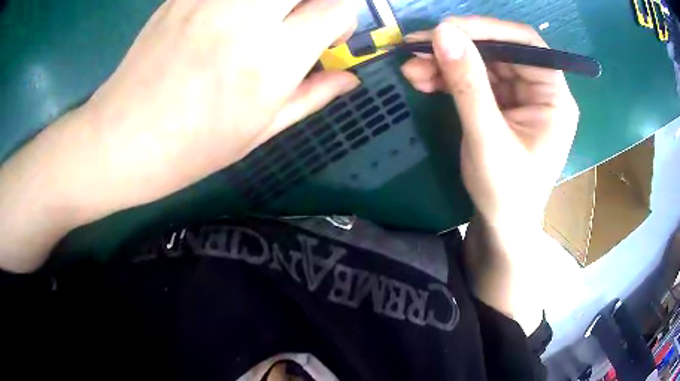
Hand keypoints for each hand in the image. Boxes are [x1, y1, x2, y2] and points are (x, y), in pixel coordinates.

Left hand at [68, 0, 358, 220]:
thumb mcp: (258, 133)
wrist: (119, 140)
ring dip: (279, 1)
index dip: (343, 19)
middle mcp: (245, 17)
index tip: (330, 33)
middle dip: (316, 0)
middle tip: (303, 17)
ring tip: (269, 18)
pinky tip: (233, 17)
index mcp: (270, 60)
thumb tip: (350, 78)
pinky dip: (243, 1)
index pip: (337, 8)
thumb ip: (312, 96)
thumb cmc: (189, 149)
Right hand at [401, 17, 578, 227]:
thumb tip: (442, 33)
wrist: (501, 224)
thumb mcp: (487, 139)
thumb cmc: (506, 192)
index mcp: (554, 97)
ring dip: (446, 62)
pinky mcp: (502, 103)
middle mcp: (540, 89)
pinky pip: (473, 78)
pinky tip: (424, 80)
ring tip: (411, 69)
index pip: (525, 44)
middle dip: (457, 47)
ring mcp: (520, 95)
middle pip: (499, 49)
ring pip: (481, 62)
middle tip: (416, 48)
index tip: (445, 29)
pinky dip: (447, 77)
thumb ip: (467, 85)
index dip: (486, 29)